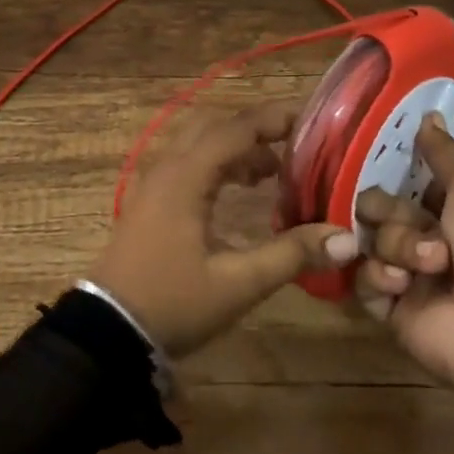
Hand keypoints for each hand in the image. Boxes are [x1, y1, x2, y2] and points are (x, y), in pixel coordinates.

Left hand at [89, 102, 359, 357]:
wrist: (107, 333)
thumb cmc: (173, 303)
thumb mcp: (237, 284)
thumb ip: (291, 255)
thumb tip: (346, 238)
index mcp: (187, 175)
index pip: (236, 128)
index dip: (273, 119)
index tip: (310, 121)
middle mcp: (168, 166)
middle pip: (216, 126)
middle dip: (255, 130)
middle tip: (294, 145)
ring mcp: (155, 181)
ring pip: (200, 143)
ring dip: (236, 148)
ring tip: (274, 171)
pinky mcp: (150, 199)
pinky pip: (189, 162)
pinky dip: (218, 163)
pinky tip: (240, 190)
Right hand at [356, 116, 453, 444]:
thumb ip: (445, 153)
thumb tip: (426, 113)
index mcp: (450, 208)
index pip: (403, 179)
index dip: (390, 170)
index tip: (371, 156)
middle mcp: (425, 237)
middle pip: (378, 205)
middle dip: (390, 211)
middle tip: (415, 224)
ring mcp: (406, 275)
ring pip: (371, 239)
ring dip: (397, 246)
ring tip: (427, 267)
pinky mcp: (390, 311)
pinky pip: (362, 279)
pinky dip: (379, 277)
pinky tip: (403, 285)